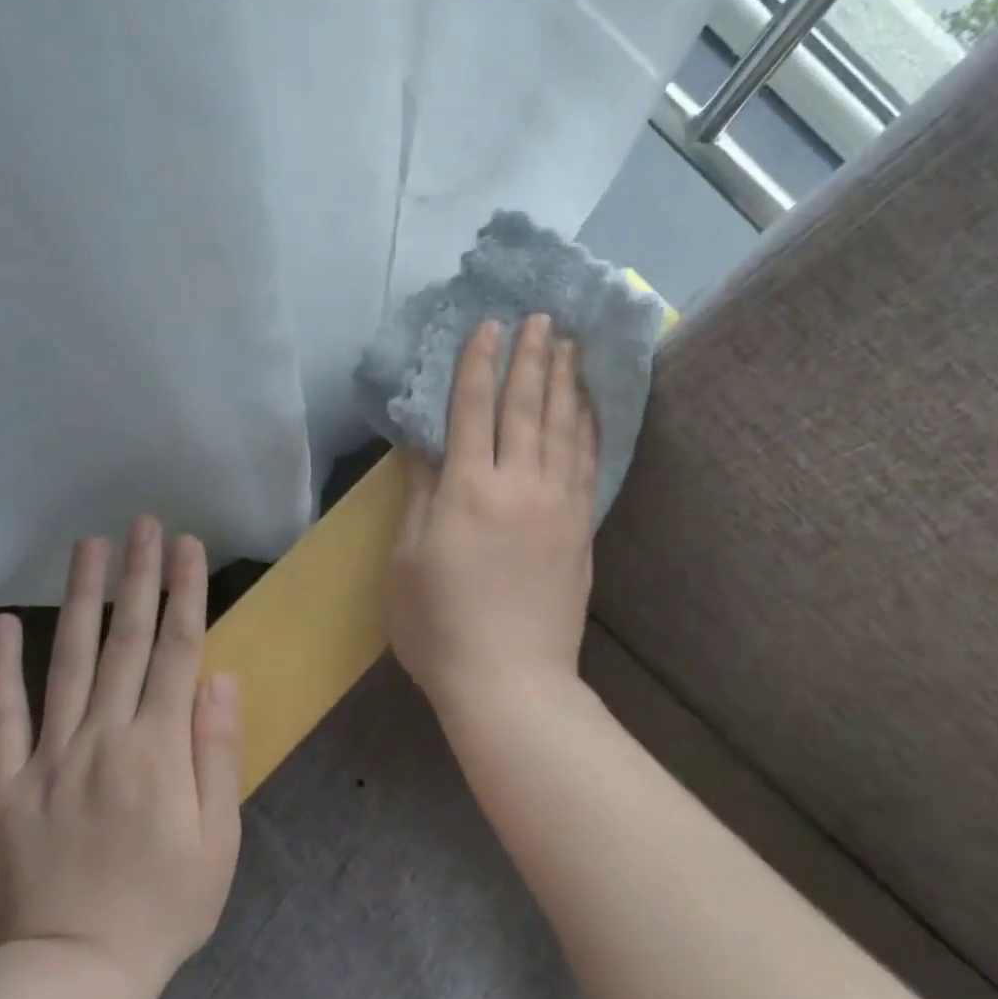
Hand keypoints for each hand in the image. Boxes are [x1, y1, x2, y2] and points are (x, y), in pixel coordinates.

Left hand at [0, 521, 241, 998]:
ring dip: (81, 599)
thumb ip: (216, 752)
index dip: (185, 593)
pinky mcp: (5, 786)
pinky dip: (0, 669)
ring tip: (89, 547)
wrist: (68, 981)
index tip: (189, 545)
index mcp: (158, 748)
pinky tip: (4, 623)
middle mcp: (103, 737)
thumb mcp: (218, 839)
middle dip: (140, 576)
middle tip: (144, 524)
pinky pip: (1, 717)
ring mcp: (48, 757)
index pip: (177, 651)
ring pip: (69, 662)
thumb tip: (220, 679)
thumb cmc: (163, 909)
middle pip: (127, 641)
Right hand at [388, 315, 596, 709]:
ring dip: (565, 380)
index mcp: (467, 490)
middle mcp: (518, 485)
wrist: (511, 682)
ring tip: (570, 343)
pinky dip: (589, 425)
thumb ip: (421, 496)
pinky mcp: (581, 527)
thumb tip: (427, 445)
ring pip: (564, 427)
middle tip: (539, 317)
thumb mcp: (407, 562)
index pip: (473, 409)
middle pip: (526, 407)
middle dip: (531, 357)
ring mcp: (558, 505)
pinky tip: (590, 404)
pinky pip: (589, 462)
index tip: (489, 325)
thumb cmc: (440, 627)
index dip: (479, 364)